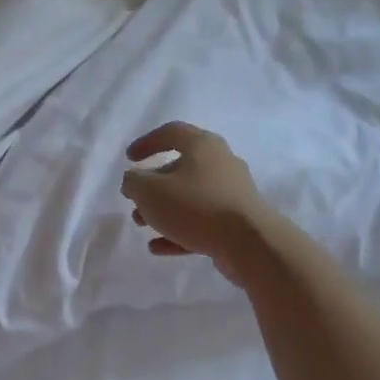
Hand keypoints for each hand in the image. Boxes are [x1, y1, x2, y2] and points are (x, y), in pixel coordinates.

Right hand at [121, 122, 270, 287]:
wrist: (250, 243)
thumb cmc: (195, 206)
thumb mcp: (150, 191)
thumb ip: (134, 182)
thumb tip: (134, 181)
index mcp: (203, 146)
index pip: (172, 132)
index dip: (147, 142)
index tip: (129, 159)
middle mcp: (221, 164)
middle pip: (180, 168)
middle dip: (152, 185)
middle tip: (133, 200)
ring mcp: (231, 194)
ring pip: (189, 197)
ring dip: (162, 210)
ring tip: (142, 225)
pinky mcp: (236, 221)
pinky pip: (201, 222)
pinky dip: (178, 231)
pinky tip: (157, 247)